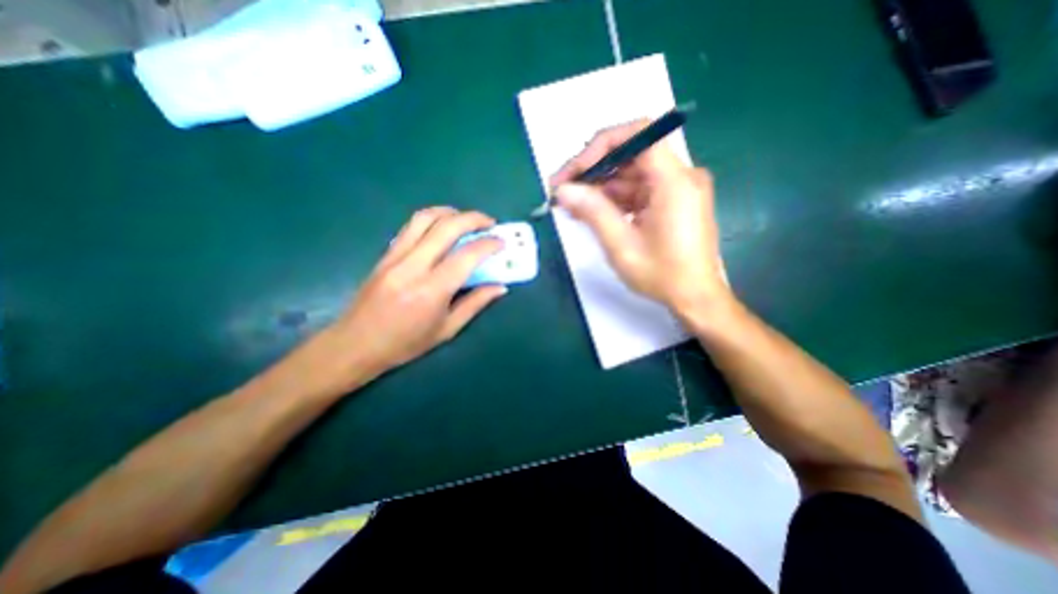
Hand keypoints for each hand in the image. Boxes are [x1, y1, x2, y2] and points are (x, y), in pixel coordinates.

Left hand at [296, 208, 506, 398]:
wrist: (355, 344)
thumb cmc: (405, 344)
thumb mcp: (447, 329)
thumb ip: (475, 304)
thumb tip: (500, 287)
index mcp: (432, 290)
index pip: (466, 255)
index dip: (489, 244)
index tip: (501, 242)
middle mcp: (413, 266)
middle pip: (446, 226)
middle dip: (474, 218)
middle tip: (490, 223)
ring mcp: (395, 256)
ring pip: (425, 218)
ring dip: (451, 212)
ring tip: (466, 219)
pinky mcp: (385, 254)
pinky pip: (411, 227)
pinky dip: (432, 219)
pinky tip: (442, 228)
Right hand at [549, 119, 731, 318]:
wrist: (695, 298)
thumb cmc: (662, 276)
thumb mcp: (622, 245)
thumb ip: (593, 212)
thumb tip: (563, 190)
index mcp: (674, 181)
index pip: (637, 135)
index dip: (599, 147)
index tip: (573, 172)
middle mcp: (680, 176)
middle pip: (630, 155)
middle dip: (593, 170)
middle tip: (562, 191)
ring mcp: (677, 188)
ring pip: (631, 174)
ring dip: (600, 187)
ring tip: (571, 206)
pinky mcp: (672, 201)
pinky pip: (638, 190)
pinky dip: (614, 199)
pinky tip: (592, 212)